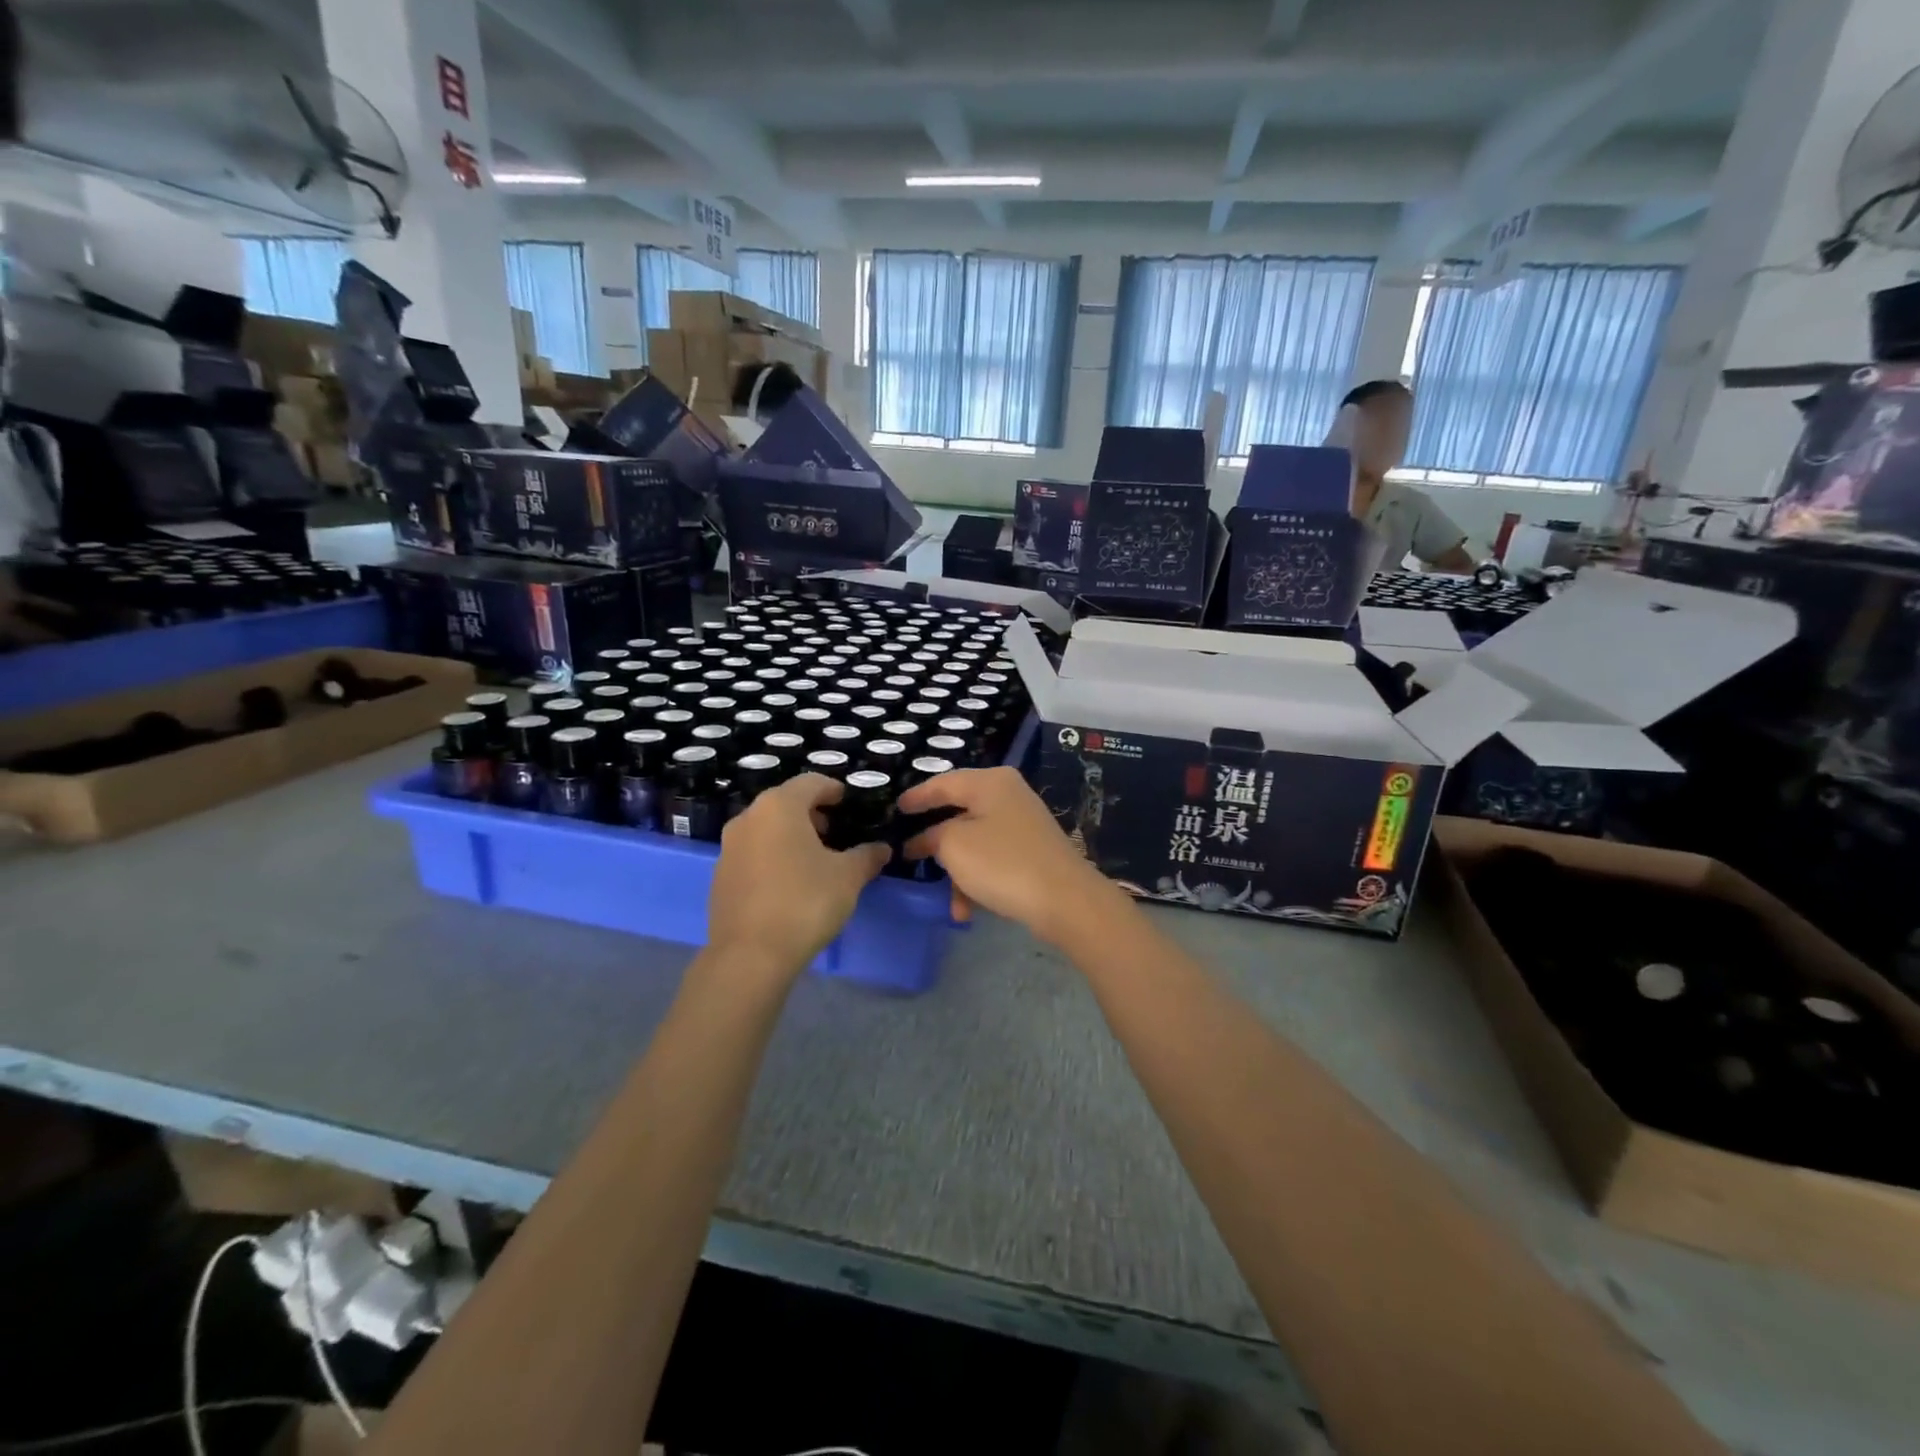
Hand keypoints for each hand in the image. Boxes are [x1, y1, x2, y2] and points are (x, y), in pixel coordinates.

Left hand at [706, 774, 890, 981]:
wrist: (750, 956)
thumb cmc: (805, 902)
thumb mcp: (848, 877)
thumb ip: (867, 856)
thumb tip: (882, 848)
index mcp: (779, 806)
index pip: (811, 782)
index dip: (833, 790)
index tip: (849, 803)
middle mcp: (748, 818)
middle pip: (785, 803)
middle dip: (812, 814)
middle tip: (837, 833)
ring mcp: (729, 848)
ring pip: (767, 829)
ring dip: (791, 836)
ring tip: (817, 860)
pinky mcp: (720, 877)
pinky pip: (753, 854)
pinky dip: (774, 858)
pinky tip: (791, 884)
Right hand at [897, 767, 1124, 945]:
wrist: (1066, 900)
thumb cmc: (1002, 863)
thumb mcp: (954, 846)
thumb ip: (932, 836)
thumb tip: (927, 839)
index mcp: (990, 782)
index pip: (943, 783)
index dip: (916, 797)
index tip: (895, 809)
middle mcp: (1008, 796)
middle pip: (960, 814)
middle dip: (936, 842)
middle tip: (910, 854)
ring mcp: (1023, 825)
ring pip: (975, 843)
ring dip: (958, 873)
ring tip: (949, 903)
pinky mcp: (1032, 852)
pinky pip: (993, 861)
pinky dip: (978, 881)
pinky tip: (968, 911)